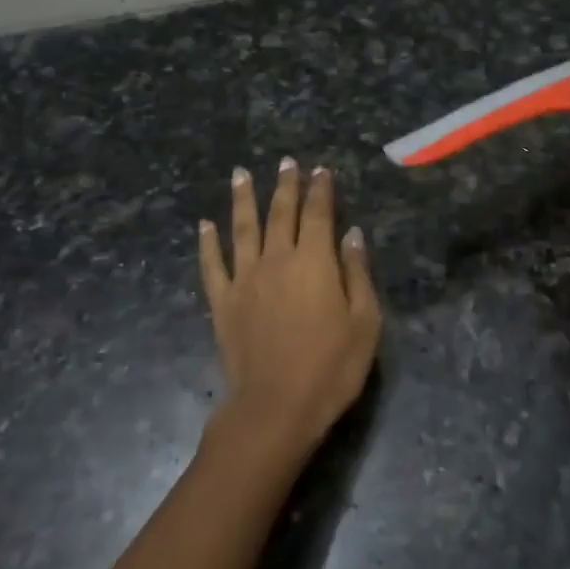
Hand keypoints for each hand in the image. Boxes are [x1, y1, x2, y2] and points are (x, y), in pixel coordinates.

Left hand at [198, 158, 382, 460]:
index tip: (320, 170)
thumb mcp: (364, 322)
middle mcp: (277, 259)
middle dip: (285, 185)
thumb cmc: (331, 367)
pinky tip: (205, 225)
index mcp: (314, 261)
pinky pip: (212, 265)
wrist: (276, 407)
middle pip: (280, 213)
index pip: (318, 214)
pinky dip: (208, 243)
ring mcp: (245, 279)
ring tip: (240, 174)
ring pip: (242, 228)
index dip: (320, 190)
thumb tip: (352, 234)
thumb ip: (357, 274)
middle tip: (285, 161)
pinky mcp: (223, 302)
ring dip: (243, 199)